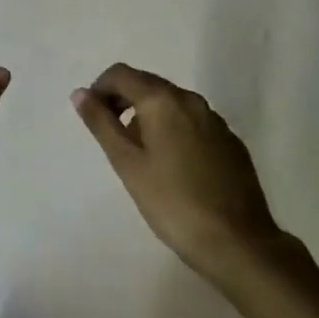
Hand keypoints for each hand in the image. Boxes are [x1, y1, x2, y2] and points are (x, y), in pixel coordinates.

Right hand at [72, 64, 284, 286]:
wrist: (238, 243)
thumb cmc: (172, 202)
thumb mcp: (127, 164)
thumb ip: (101, 123)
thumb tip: (79, 93)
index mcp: (162, 100)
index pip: (121, 74)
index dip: (100, 89)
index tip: (93, 117)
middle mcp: (190, 99)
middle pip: (147, 85)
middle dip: (124, 101)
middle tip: (113, 137)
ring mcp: (215, 120)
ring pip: (172, 103)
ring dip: (150, 117)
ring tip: (142, 156)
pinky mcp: (231, 142)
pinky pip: (193, 122)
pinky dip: (175, 131)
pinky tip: (175, 167)